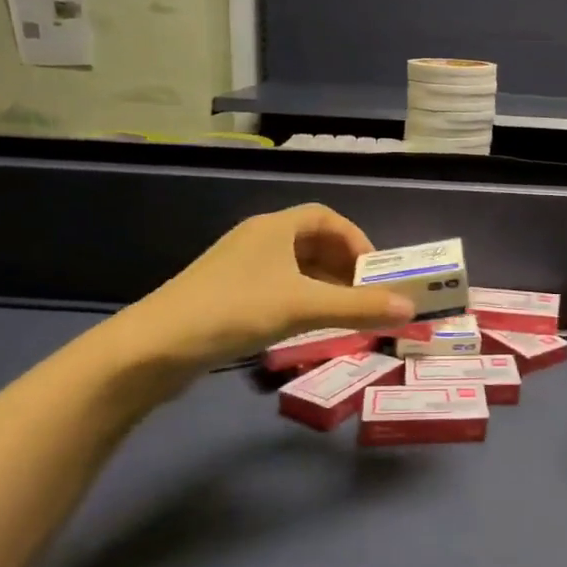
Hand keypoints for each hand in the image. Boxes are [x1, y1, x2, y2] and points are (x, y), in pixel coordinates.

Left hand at [112, 204, 414, 370]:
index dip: (356, 239)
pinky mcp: (227, 296)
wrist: (154, 348)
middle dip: (345, 266)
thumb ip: (359, 307)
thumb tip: (412, 310)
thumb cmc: (233, 311)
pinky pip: (278, 288)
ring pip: (295, 268)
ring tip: (346, 313)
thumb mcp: (302, 306)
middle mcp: (258, 240)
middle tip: (368, 294)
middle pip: (313, 242)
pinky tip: (309, 326)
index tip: (376, 270)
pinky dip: (302, 300)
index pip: (326, 218)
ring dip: (325, 286)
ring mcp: (239, 269)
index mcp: (274, 228)